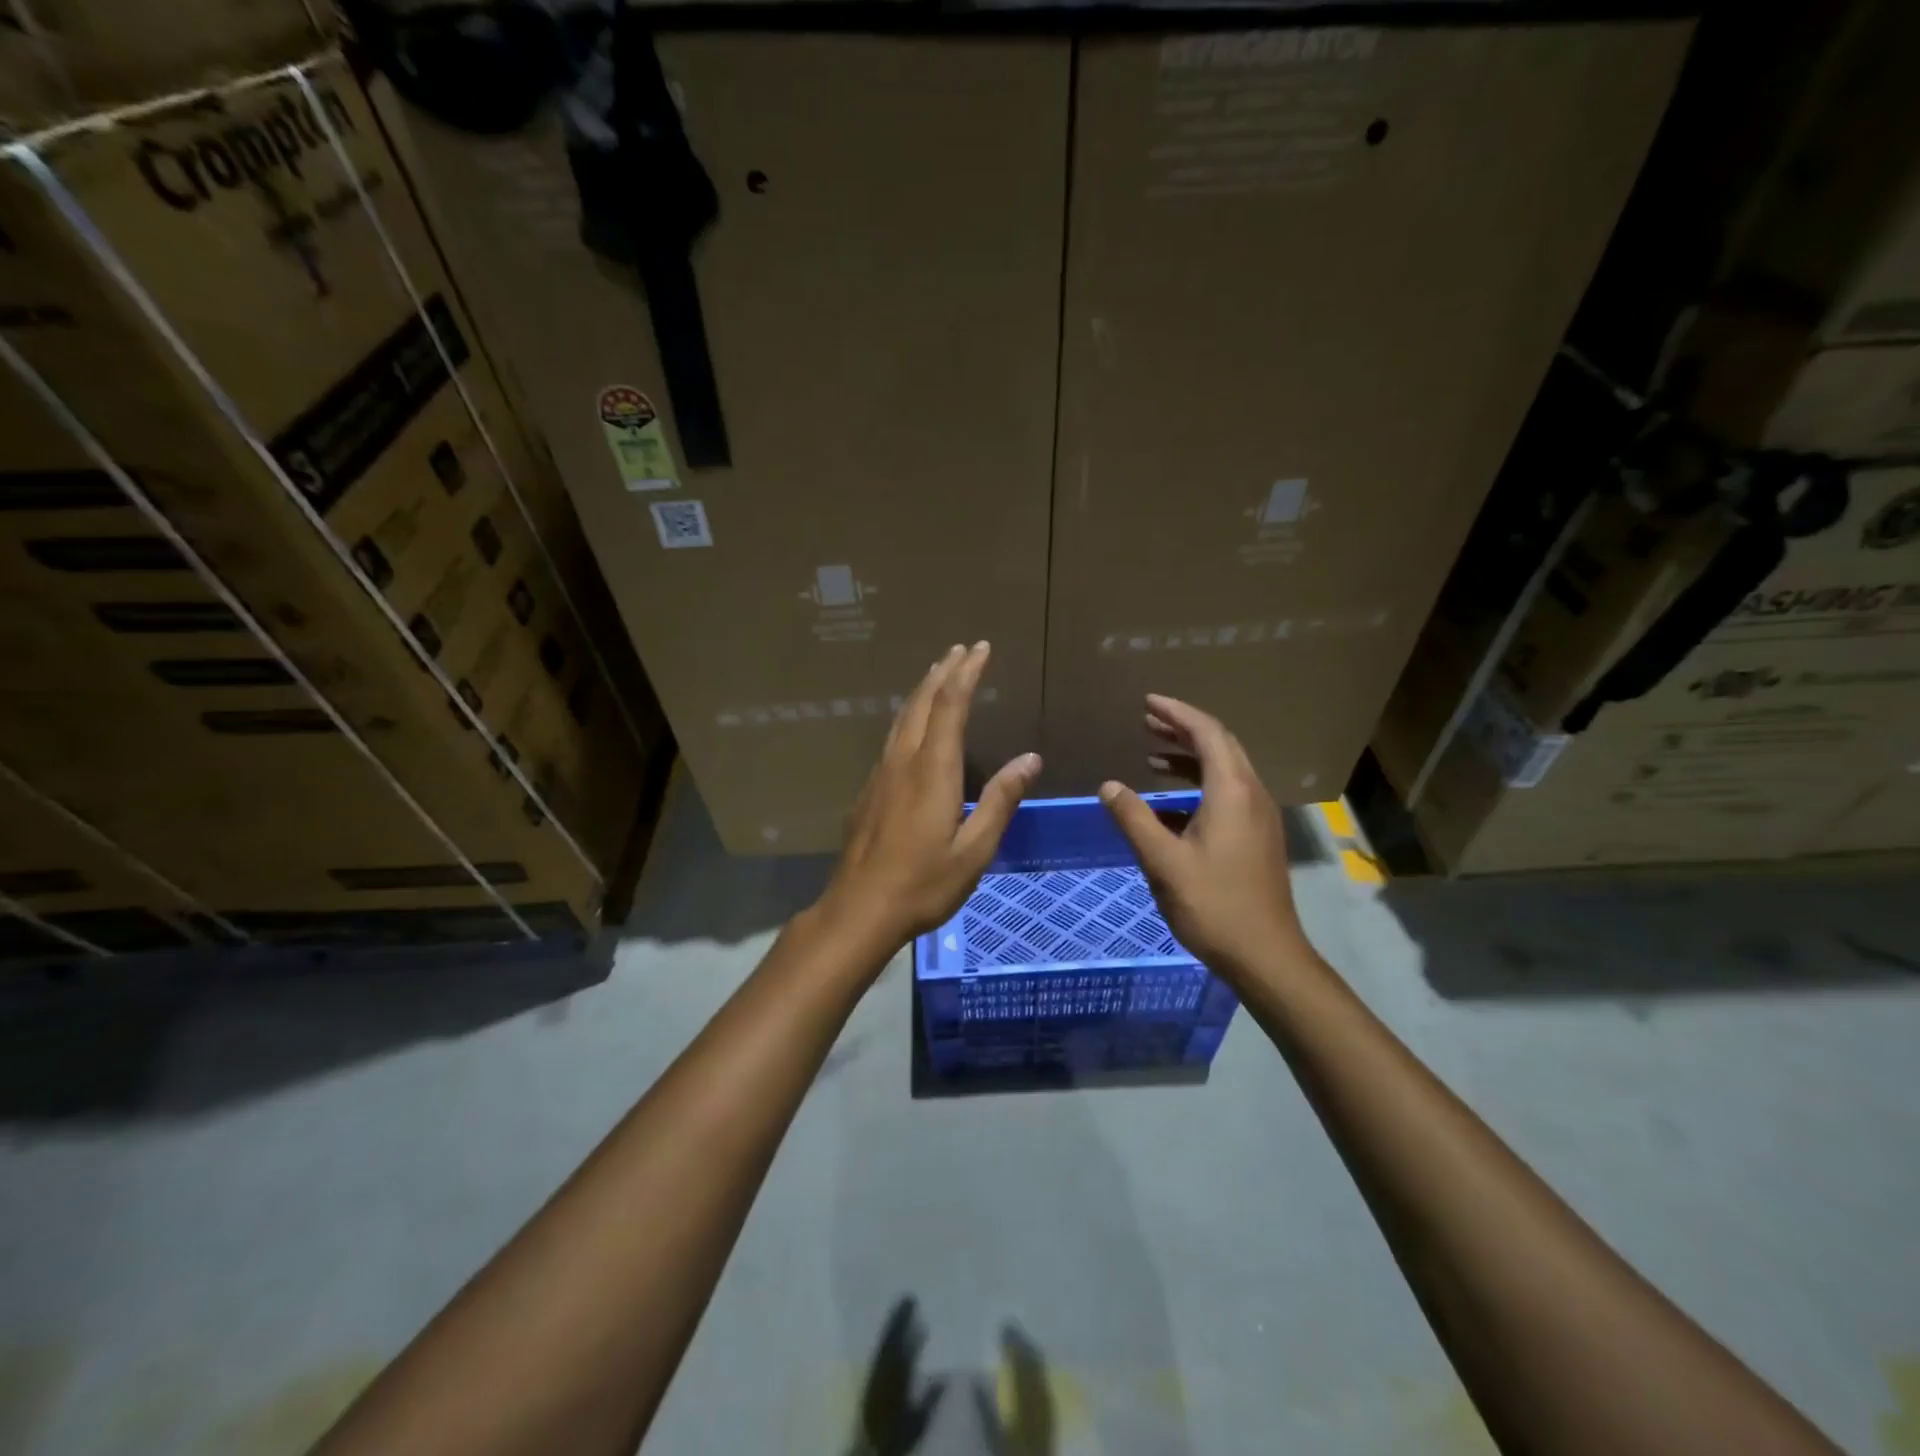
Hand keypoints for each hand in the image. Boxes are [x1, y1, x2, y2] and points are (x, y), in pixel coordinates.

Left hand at [814, 642, 1040, 956]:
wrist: (859, 909)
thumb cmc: (924, 884)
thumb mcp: (974, 849)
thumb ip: (1001, 801)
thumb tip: (1030, 759)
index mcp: (933, 771)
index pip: (951, 706)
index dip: (966, 674)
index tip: (980, 648)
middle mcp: (903, 762)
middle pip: (922, 703)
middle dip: (943, 672)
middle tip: (961, 649)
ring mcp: (880, 775)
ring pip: (902, 718)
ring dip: (923, 690)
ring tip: (938, 673)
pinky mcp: (868, 791)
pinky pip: (892, 738)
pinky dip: (909, 717)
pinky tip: (913, 727)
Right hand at [1099, 693, 1308, 978]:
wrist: (1266, 955)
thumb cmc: (1213, 905)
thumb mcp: (1163, 861)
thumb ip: (1134, 819)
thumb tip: (1108, 786)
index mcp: (1232, 792)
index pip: (1207, 734)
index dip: (1177, 714)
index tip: (1148, 702)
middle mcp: (1251, 795)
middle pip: (1220, 746)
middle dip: (1184, 729)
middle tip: (1148, 720)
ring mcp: (1258, 817)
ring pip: (1225, 770)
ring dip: (1190, 757)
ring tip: (1153, 755)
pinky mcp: (1257, 838)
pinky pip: (1227, 794)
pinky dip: (1198, 784)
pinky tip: (1169, 804)